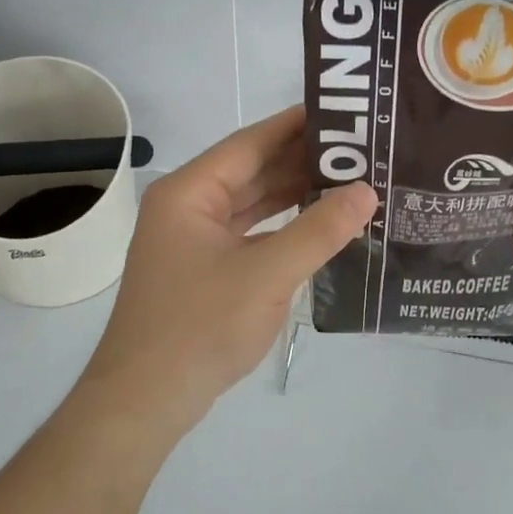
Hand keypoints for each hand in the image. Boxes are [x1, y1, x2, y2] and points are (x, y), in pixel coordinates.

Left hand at [82, 106, 376, 438]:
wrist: (147, 399)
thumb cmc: (200, 326)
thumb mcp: (267, 275)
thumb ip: (319, 230)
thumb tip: (366, 191)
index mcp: (190, 192)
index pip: (251, 143)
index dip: (297, 125)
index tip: (343, 113)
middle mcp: (188, 207)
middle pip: (252, 171)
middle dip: (303, 161)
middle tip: (359, 150)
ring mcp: (194, 240)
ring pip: (252, 204)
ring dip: (295, 194)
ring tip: (349, 181)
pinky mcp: (204, 269)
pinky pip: (250, 233)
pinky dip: (283, 227)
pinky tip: (319, 224)